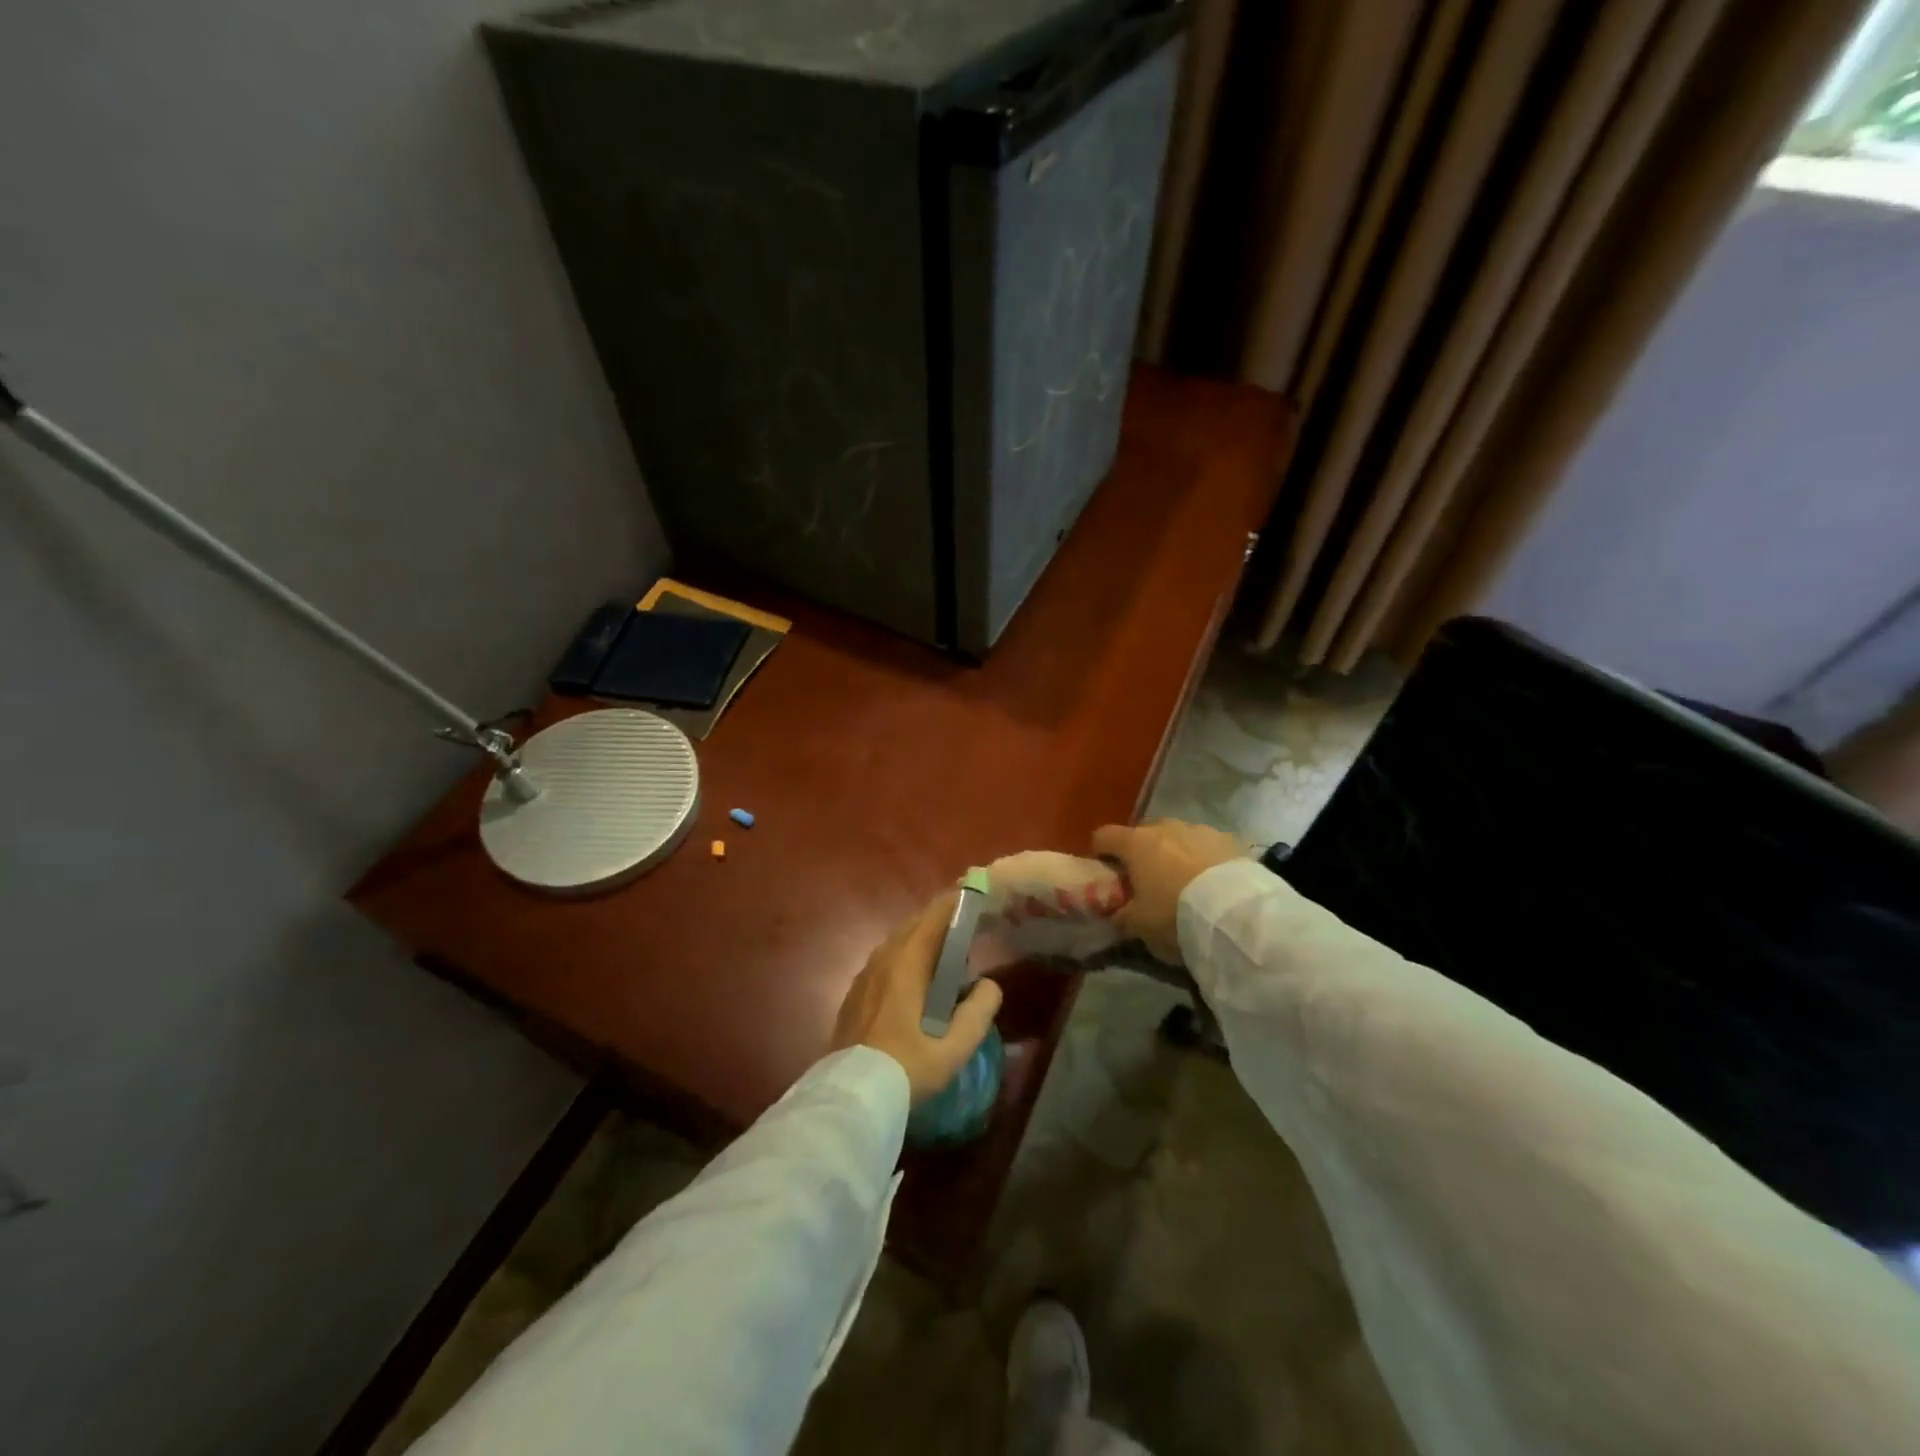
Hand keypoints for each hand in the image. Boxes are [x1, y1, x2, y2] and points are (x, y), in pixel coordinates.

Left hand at [830, 891, 1003, 1104]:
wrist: (851, 1097)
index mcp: (907, 962)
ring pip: (898, 942)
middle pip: (915, 925)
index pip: (934, 916)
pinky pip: (886, 960)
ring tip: (946, 953)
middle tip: (967, 926)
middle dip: (941, 920)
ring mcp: (865, 975)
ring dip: (922, 940)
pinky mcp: (855, 993)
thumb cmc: (906, 1068)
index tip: (976, 894)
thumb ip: (978, 1012)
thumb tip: (989, 985)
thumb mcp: (953, 1047)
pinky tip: (917, 980)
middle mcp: (883, 958)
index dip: (955, 902)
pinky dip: (906, 957)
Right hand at [1091, 820, 1246, 964]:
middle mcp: (1165, 827)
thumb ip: (1120, 914)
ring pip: (1177, 837)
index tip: (1106, 871)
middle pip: (1142, 834)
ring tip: (1184, 884)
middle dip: (1141, 853)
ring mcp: (1199, 829)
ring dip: (1174, 854)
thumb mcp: (1138, 925)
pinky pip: (1206, 846)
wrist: (1236, 914)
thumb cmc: (1174, 915)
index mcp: (1136, 843)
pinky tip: (1211, 883)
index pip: (1104, 836)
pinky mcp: (1229, 839)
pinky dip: (1202, 859)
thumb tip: (1115, 911)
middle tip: (1147, 881)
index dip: (1100, 852)